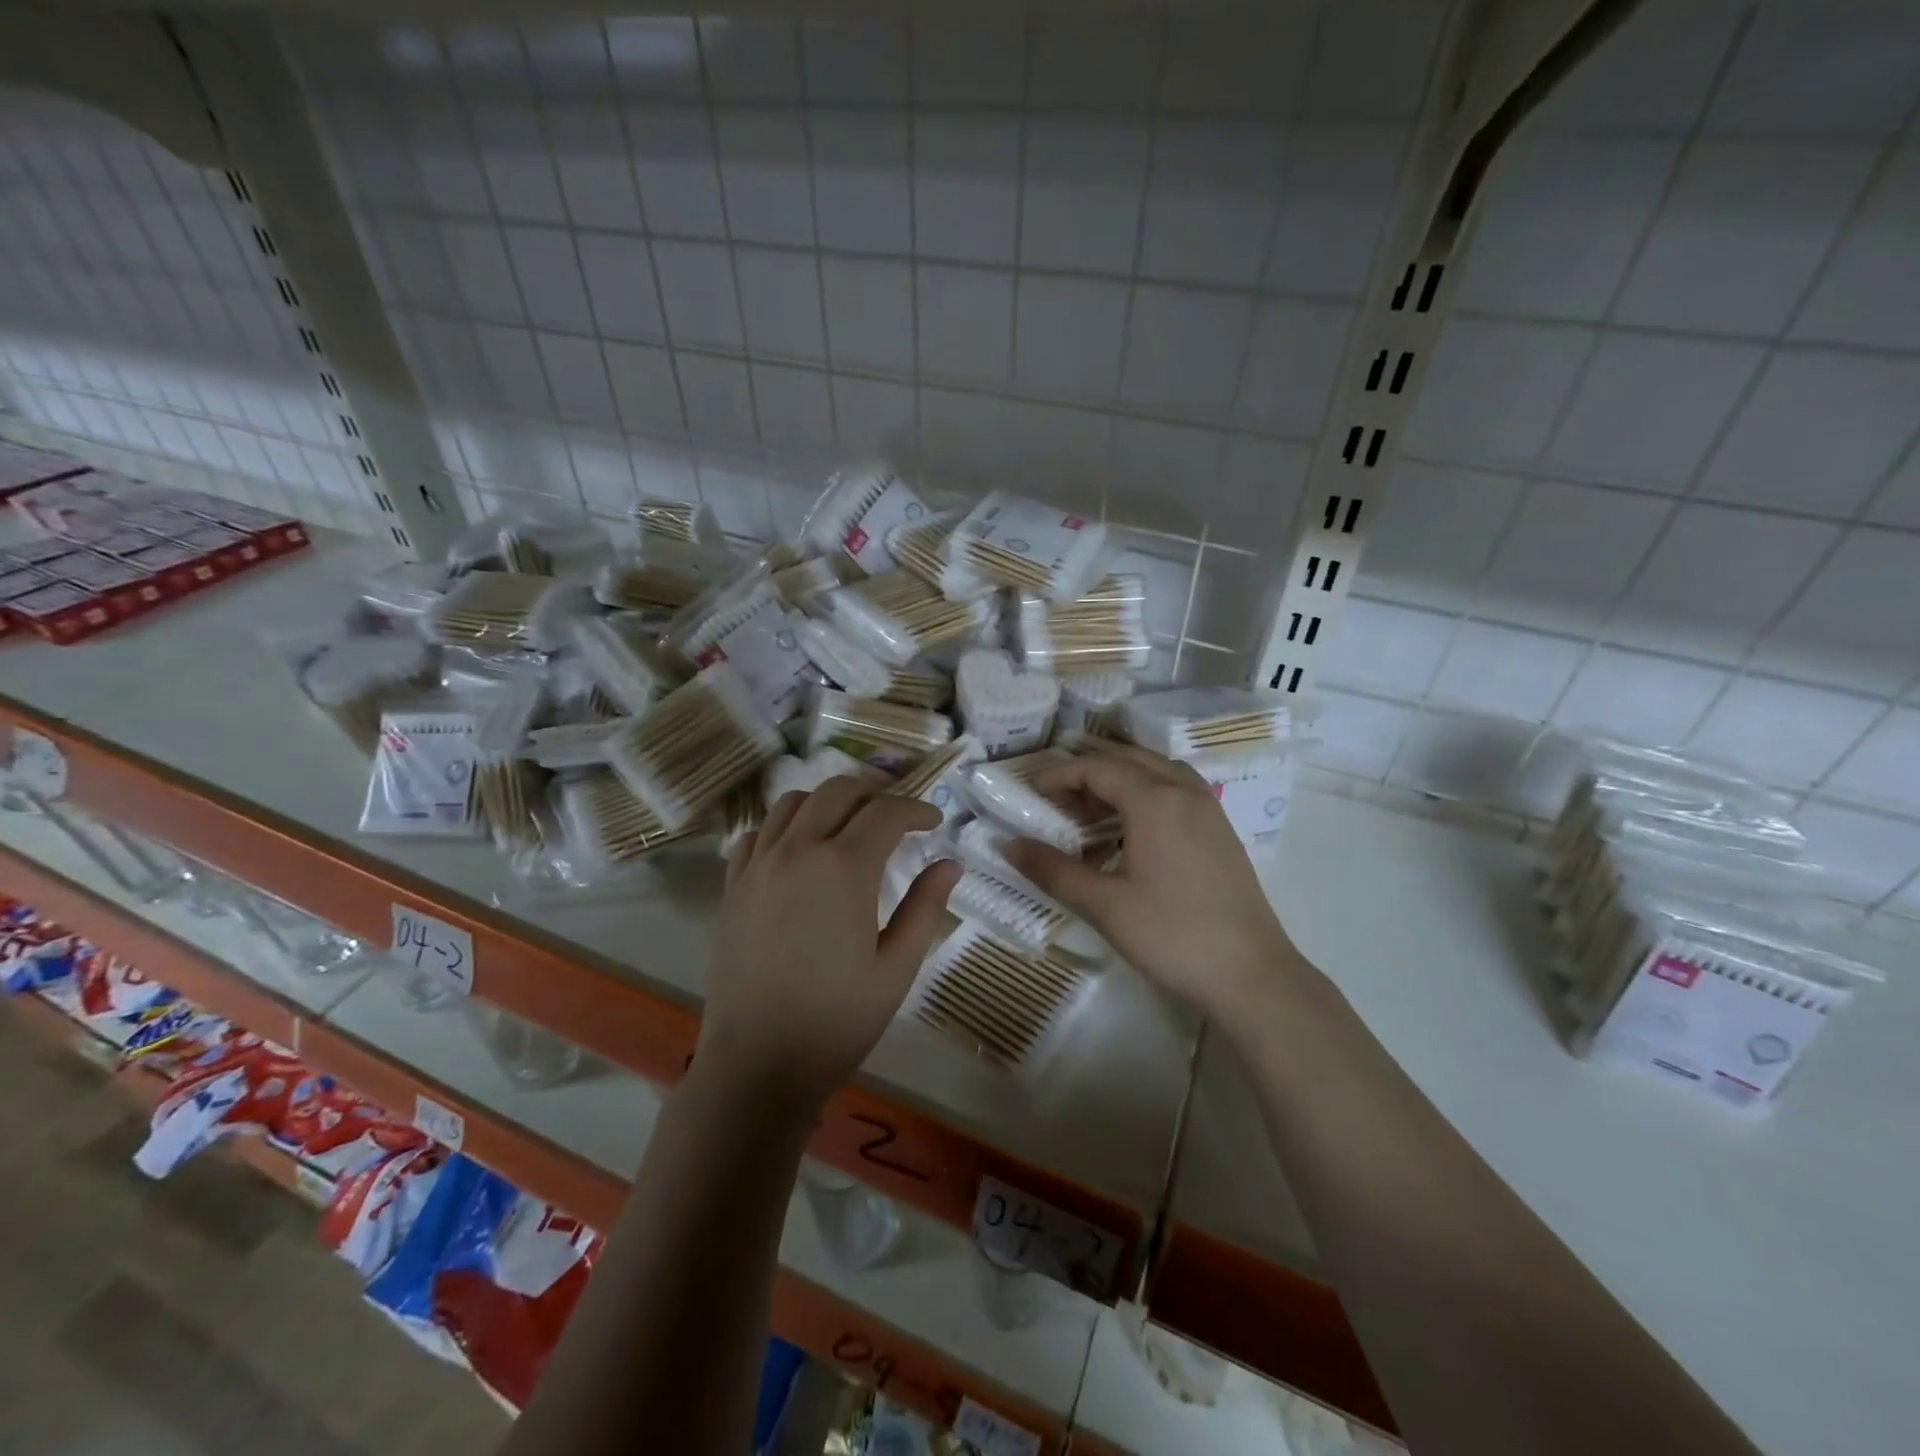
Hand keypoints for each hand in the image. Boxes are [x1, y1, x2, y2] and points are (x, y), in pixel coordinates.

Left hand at [698, 777, 961, 1102]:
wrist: (757, 1064)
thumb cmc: (836, 1021)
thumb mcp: (896, 968)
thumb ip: (925, 907)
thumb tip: (949, 864)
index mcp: (843, 868)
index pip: (886, 812)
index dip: (916, 809)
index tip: (934, 822)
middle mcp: (797, 851)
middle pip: (837, 791)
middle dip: (874, 794)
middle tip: (896, 820)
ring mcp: (758, 865)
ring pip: (793, 802)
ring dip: (828, 803)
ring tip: (848, 829)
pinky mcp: (732, 886)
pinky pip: (758, 833)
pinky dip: (785, 827)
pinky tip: (799, 853)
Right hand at [1005, 744, 1297, 1019]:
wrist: (1252, 975)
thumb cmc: (1172, 934)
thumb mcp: (1103, 904)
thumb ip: (1052, 870)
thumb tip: (1007, 846)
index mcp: (1155, 801)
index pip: (1099, 768)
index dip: (1062, 775)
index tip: (1034, 793)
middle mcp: (1185, 792)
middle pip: (1129, 761)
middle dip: (1090, 774)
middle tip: (1059, 803)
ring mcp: (1210, 810)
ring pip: (1158, 774)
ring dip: (1121, 782)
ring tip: (1093, 814)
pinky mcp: (1222, 832)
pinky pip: (1177, 793)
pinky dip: (1147, 797)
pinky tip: (1133, 836)